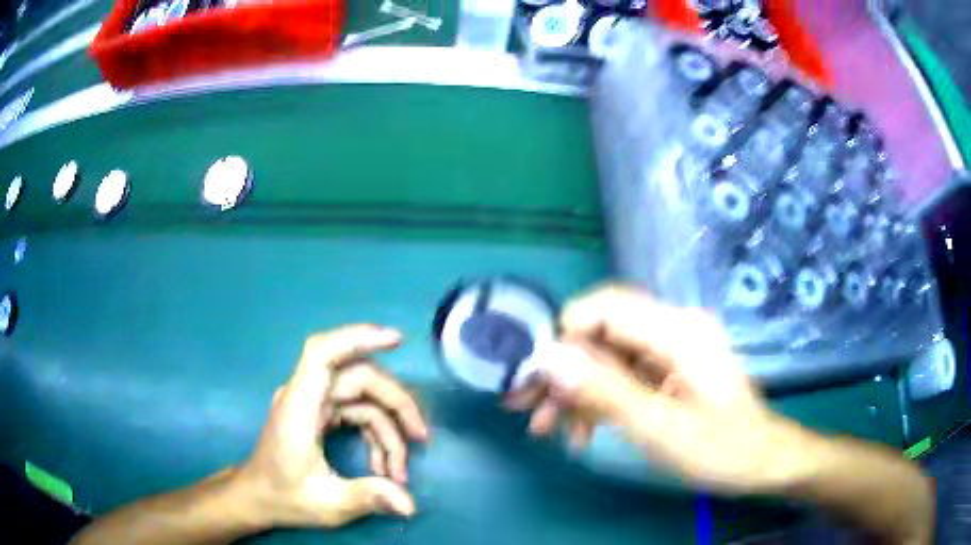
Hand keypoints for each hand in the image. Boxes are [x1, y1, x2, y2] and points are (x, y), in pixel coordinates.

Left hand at [237, 324, 428, 527]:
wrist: (258, 498)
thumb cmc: (284, 498)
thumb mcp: (327, 504)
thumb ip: (368, 498)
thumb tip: (410, 505)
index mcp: (298, 408)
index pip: (322, 354)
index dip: (357, 338)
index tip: (396, 340)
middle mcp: (305, 396)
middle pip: (359, 378)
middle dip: (396, 405)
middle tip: (421, 438)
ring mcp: (312, 403)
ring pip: (363, 397)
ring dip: (389, 428)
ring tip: (400, 471)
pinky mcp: (319, 413)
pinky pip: (357, 411)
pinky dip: (377, 434)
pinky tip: (384, 466)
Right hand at [506, 285, 815, 493]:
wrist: (762, 461)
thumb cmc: (720, 449)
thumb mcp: (660, 428)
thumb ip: (605, 391)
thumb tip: (549, 358)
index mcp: (678, 331)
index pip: (604, 307)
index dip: (563, 336)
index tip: (534, 378)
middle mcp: (673, 328)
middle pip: (602, 333)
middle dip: (563, 372)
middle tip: (527, 410)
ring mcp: (671, 349)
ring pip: (607, 357)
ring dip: (576, 392)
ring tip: (548, 429)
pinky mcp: (669, 369)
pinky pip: (623, 375)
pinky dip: (599, 400)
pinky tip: (583, 432)